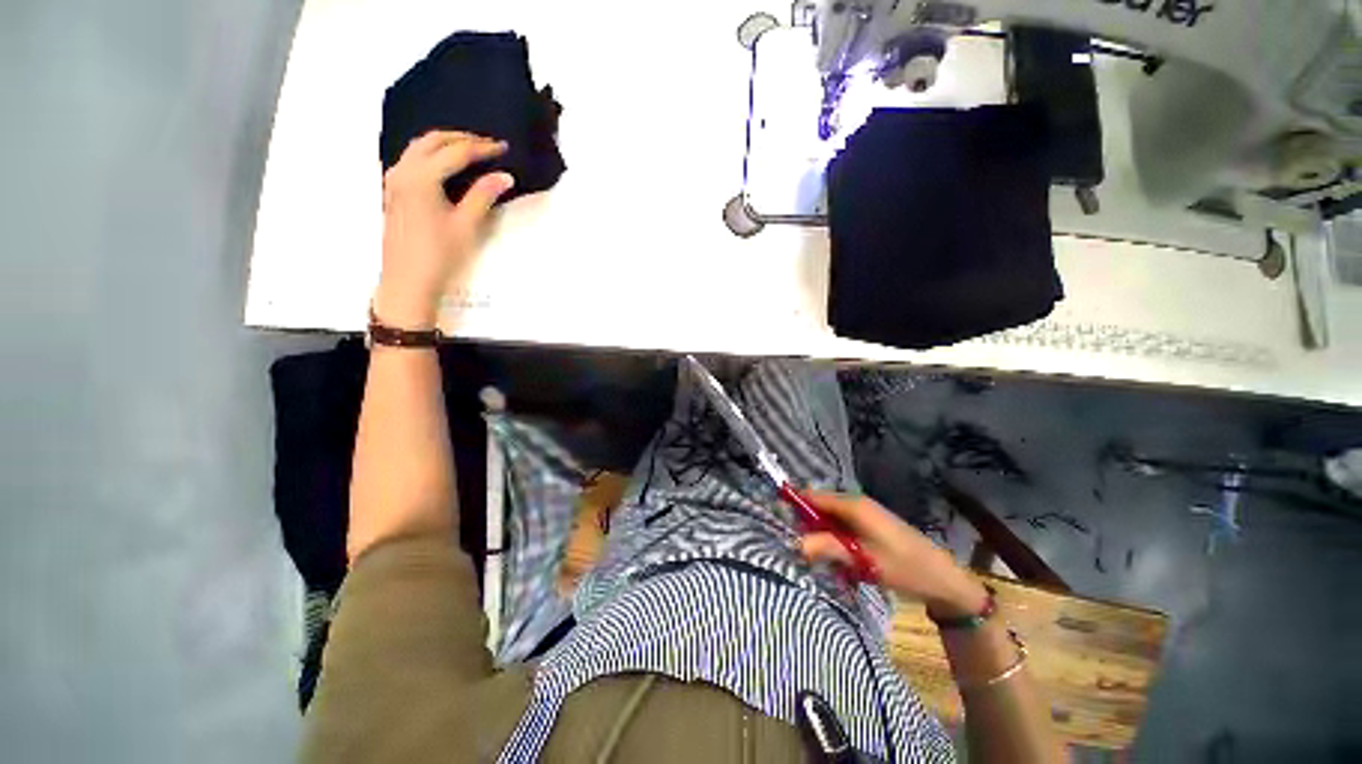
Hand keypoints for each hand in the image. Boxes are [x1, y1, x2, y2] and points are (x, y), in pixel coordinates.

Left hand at [375, 131, 514, 328]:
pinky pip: (412, 160)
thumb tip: (504, 176)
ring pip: (419, 148)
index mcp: (421, 177)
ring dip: (444, 143)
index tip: (504, 147)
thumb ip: (483, 196)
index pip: (456, 152)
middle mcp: (403, 171)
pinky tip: (445, 165)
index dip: (482, 148)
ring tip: (469, 150)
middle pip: (432, 141)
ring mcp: (394, 180)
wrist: (408, 280)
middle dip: (461, 139)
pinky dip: (431, 154)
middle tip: (488, 145)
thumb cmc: (439, 255)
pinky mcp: (393, 192)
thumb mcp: (466, 225)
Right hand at [798, 490, 988, 618]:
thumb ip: (828, 548)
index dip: (793, 505)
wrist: (944, 579)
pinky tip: (838, 561)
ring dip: (820, 537)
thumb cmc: (905, 567)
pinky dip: (834, 542)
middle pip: (818, 507)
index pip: (812, 496)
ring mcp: (862, 515)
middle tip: (801, 551)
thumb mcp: (864, 560)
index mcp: (853, 505)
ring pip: (828, 520)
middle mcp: (855, 504)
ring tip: (820, 560)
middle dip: (806, 526)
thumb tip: (794, 543)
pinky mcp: (868, 527)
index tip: (777, 521)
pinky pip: (840, 528)